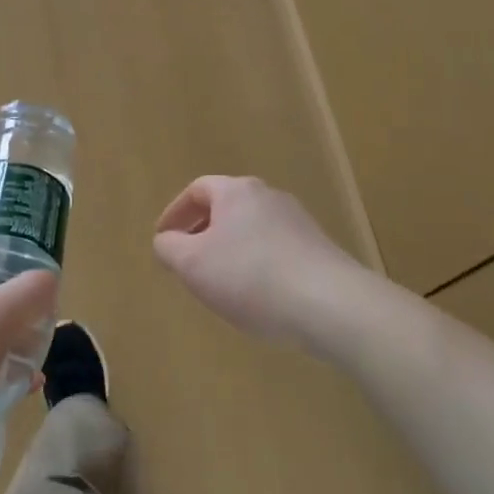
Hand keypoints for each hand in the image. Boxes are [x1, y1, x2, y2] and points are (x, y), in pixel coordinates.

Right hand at [153, 176, 364, 345]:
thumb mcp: (191, 263)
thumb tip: (167, 241)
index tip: (163, 241)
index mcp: (237, 191)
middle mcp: (270, 197)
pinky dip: (255, 266)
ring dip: (229, 252)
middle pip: (226, 208)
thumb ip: (169, 248)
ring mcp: (299, 223)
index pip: (197, 189)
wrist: (330, 304)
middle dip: (201, 233)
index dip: (174, 213)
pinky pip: (274, 251)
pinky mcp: (318, 250)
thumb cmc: (249, 276)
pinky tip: (255, 297)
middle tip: (187, 263)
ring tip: (218, 285)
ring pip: (250, 231)